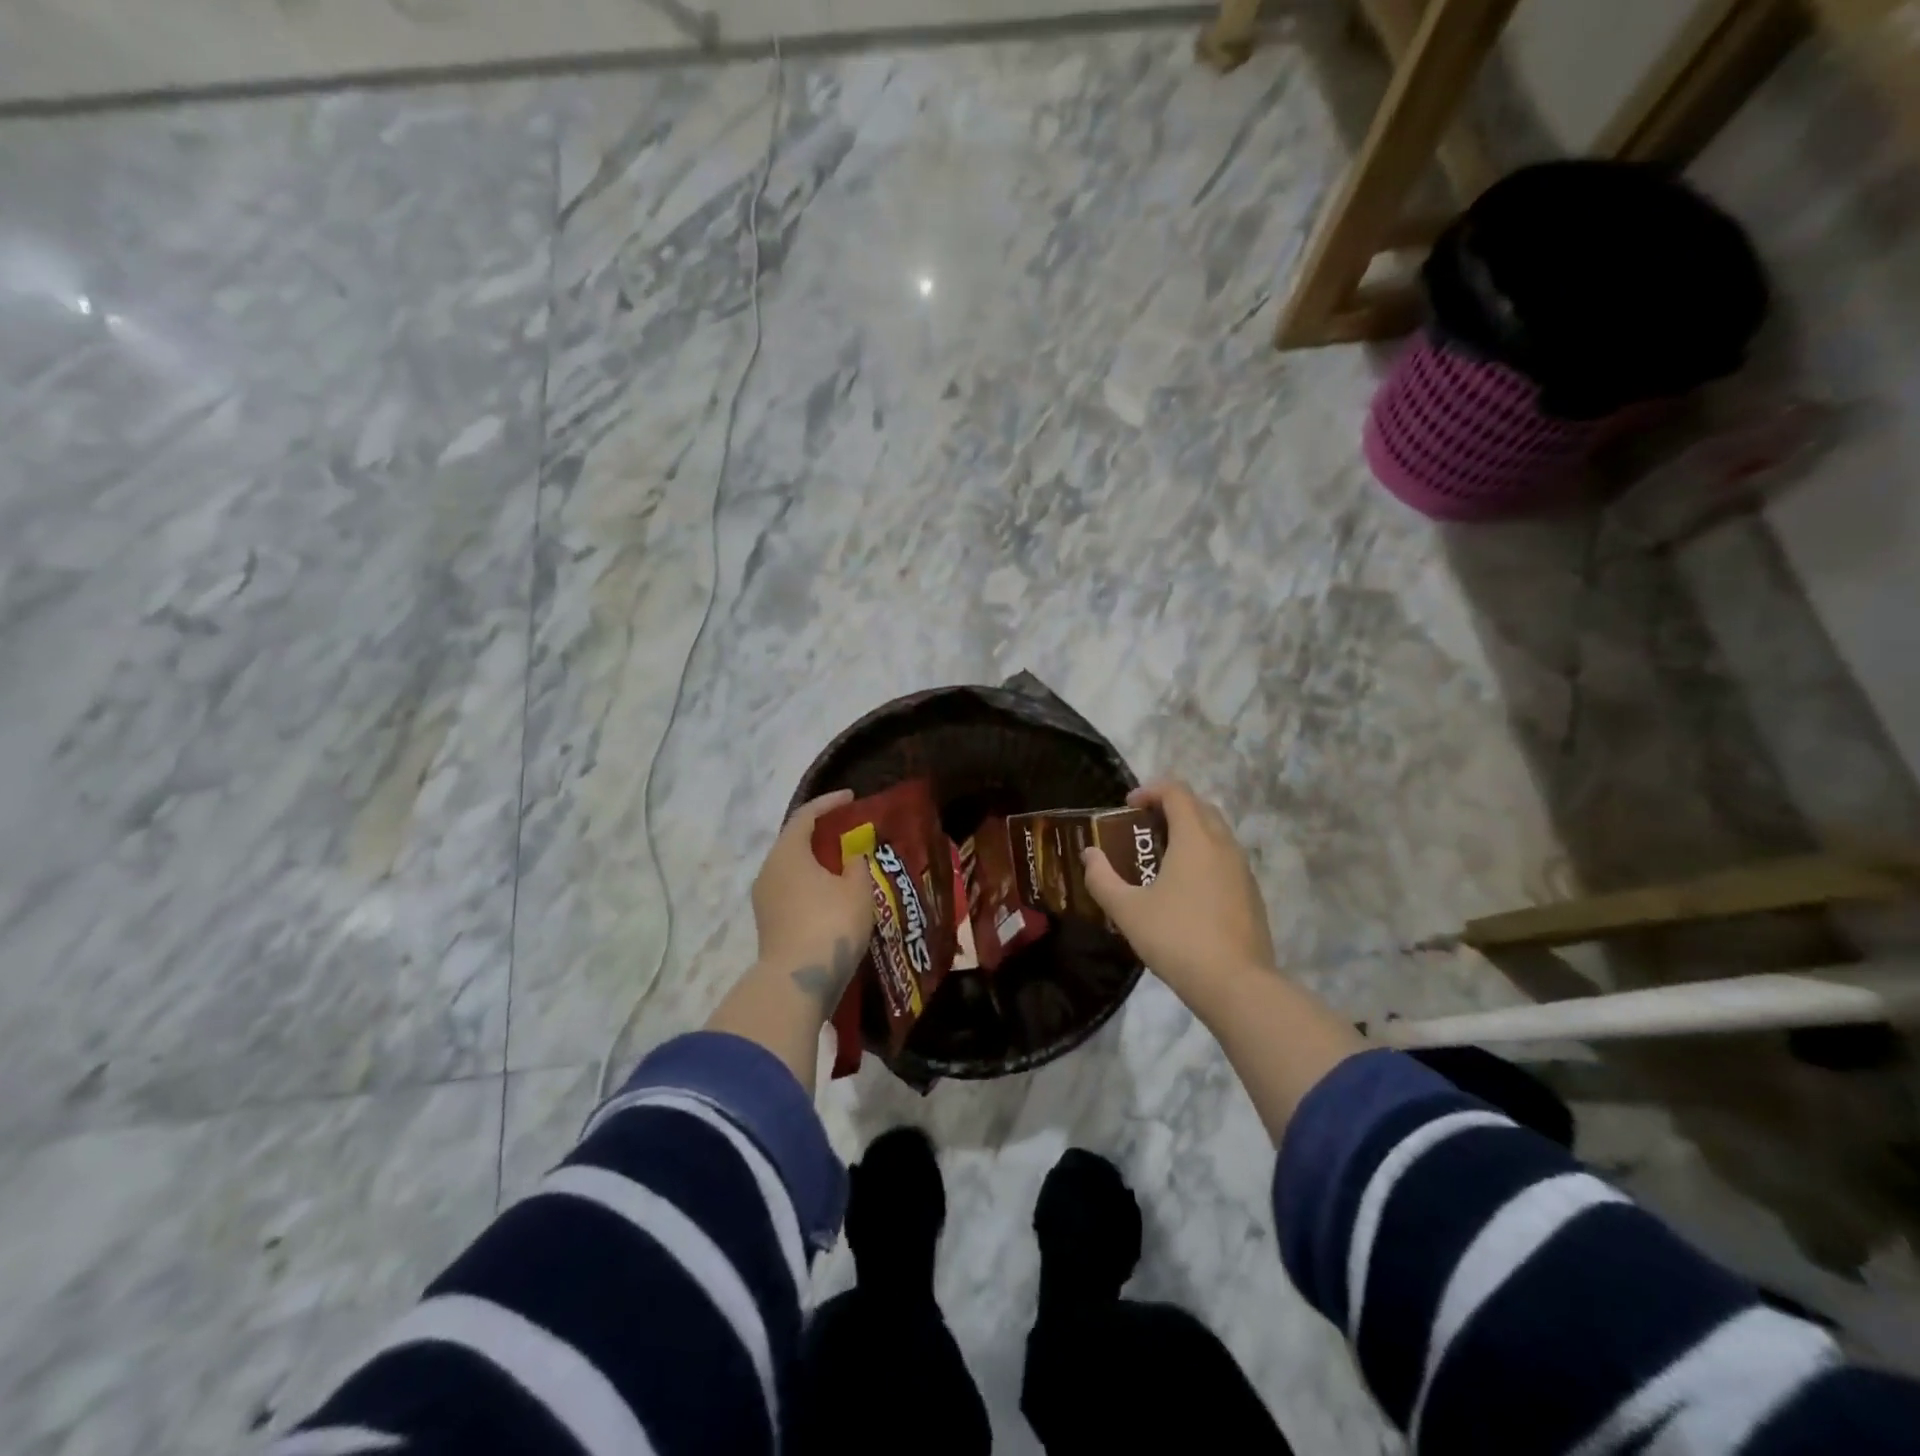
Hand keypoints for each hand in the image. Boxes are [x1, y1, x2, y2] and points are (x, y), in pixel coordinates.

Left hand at [750, 789, 874, 1012]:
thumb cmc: (831, 924)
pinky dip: (812, 884)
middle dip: (822, 833)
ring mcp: (765, 898)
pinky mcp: (769, 922)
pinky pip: (791, 890)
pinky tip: (833, 894)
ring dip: (816, 862)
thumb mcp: (857, 890)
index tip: (852, 798)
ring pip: (792, 868)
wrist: (798, 982)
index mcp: (788, 852)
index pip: (806, 815)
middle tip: (849, 831)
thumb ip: (857, 865)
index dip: (829, 803)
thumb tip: (852, 857)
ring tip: (845, 864)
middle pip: (795, 841)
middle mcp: (769, 869)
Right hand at [1082, 778, 1275, 996]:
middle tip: (1143, 828)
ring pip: (1217, 833)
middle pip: (1200, 807)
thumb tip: (1089, 855)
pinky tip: (1186, 889)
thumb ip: (1102, 879)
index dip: (1150, 790)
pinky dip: (1205, 857)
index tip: (1128, 805)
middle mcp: (1224, 845)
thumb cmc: (1176, 938)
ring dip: (1190, 832)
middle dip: (1171, 808)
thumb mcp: (1127, 910)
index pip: (1176, 792)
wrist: (1236, 984)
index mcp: (1195, 839)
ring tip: (1162, 857)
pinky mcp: (1251, 894)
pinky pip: (1226, 859)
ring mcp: (1243, 870)